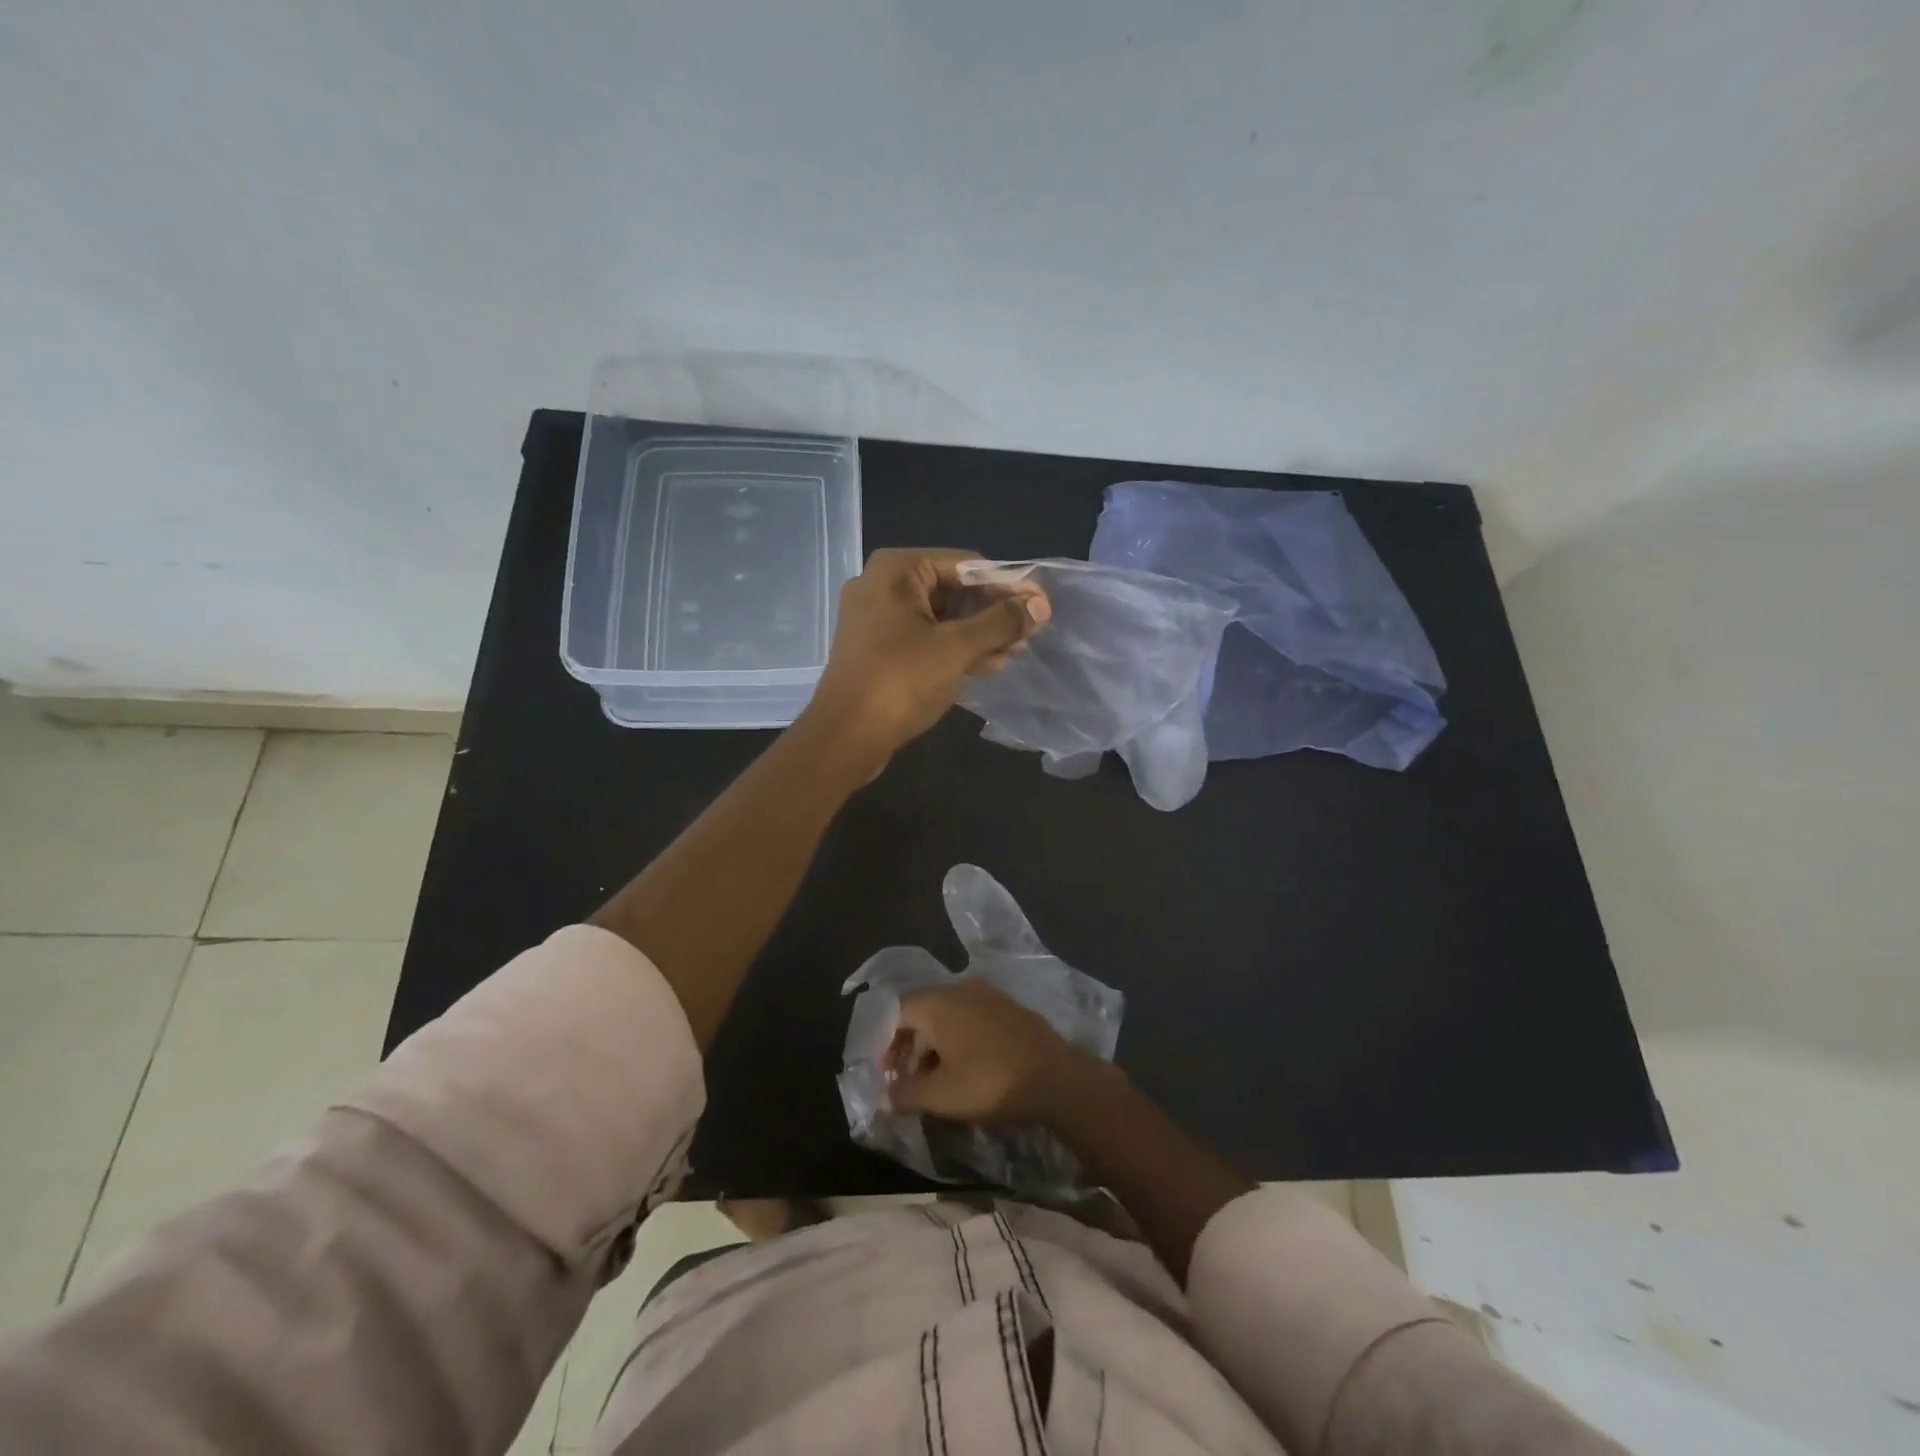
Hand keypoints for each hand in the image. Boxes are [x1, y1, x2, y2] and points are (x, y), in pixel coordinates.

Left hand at [803, 548, 1050, 763]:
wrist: (844, 737)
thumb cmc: (900, 682)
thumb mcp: (957, 648)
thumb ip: (1001, 622)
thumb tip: (1039, 604)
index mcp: (897, 570)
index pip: (967, 565)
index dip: (1008, 585)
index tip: (1040, 606)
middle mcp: (882, 585)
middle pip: (953, 589)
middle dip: (992, 612)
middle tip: (1029, 633)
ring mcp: (876, 619)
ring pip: (940, 617)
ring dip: (978, 633)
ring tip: (1014, 652)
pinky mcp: (878, 649)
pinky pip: (924, 638)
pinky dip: (954, 648)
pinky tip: (987, 664)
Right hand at [882, 979, 1109, 1124]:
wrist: (1056, 1078)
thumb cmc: (990, 1082)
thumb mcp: (941, 1096)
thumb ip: (906, 1093)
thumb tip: (885, 1095)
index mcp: (939, 1002)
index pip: (897, 1012)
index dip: (886, 1043)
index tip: (886, 1074)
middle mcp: (961, 988)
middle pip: (922, 1013)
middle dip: (911, 1048)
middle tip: (909, 1084)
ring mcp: (989, 995)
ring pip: (949, 1016)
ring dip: (936, 1047)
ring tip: (937, 1082)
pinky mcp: (1009, 1008)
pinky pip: (972, 1019)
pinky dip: (961, 1040)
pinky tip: (968, 1069)